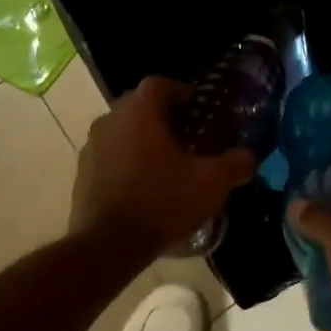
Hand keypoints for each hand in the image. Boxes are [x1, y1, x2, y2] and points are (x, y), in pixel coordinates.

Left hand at [71, 76, 254, 250]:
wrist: (108, 245)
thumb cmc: (161, 202)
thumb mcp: (210, 184)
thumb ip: (234, 164)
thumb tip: (249, 156)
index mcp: (139, 112)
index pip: (159, 84)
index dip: (181, 92)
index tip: (197, 108)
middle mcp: (110, 120)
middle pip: (138, 105)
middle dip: (162, 116)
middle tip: (185, 135)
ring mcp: (91, 147)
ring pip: (121, 130)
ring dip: (141, 139)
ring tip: (165, 162)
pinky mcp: (81, 174)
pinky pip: (109, 156)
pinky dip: (125, 161)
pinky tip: (142, 184)